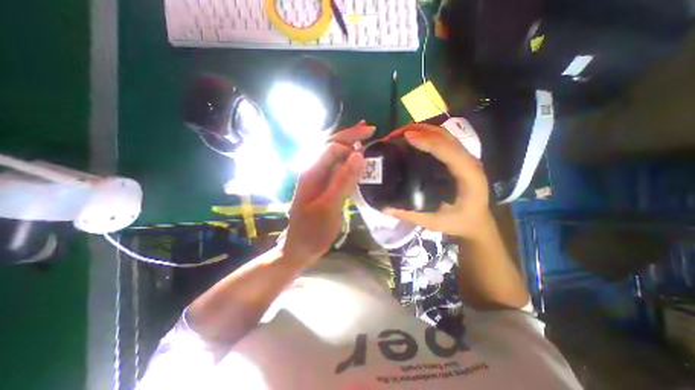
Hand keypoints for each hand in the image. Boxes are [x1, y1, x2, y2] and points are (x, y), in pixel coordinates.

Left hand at [280, 123, 373, 264]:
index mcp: (311, 173)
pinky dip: (348, 160)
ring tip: (363, 135)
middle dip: (350, 135)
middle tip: (370, 128)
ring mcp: (319, 179)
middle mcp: (313, 171)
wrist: (300, 248)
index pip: (331, 147)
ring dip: (349, 144)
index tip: (369, 141)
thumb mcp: (329, 206)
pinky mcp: (324, 188)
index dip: (350, 141)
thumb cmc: (312, 231)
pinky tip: (356, 158)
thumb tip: (359, 155)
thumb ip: (342, 180)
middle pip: (331, 146)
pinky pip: (337, 169)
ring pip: (335, 156)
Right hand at [383, 123, 489, 239]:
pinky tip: (411, 138)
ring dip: (421, 129)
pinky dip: (426, 134)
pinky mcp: (458, 157)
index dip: (427, 141)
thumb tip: (385, 209)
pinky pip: (442, 139)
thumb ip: (410, 215)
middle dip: (419, 130)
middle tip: (394, 135)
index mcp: (468, 175)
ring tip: (399, 134)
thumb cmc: (460, 223)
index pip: (448, 150)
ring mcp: (465, 157)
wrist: (478, 223)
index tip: (405, 137)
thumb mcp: (435, 222)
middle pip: (445, 136)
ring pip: (444, 134)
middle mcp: (469, 161)